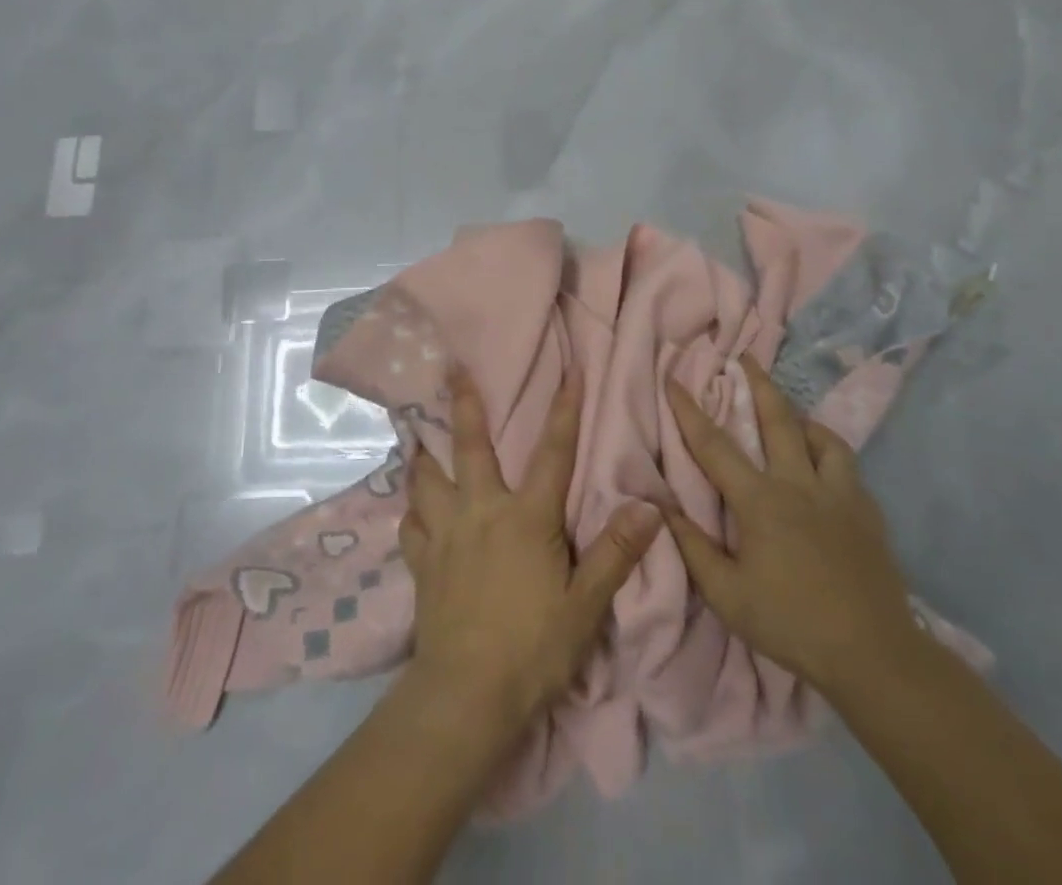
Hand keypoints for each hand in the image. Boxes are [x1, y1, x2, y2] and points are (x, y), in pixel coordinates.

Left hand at [399, 364, 662, 733]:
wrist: (467, 694)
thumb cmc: (533, 646)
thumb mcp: (586, 603)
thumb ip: (616, 552)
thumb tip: (650, 506)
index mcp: (526, 516)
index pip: (552, 453)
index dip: (564, 411)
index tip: (569, 372)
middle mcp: (481, 511)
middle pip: (469, 446)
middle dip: (463, 404)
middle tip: (450, 368)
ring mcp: (445, 534)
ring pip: (427, 480)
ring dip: (423, 454)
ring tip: (414, 435)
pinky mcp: (422, 563)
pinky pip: (411, 526)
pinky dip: (412, 512)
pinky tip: (413, 510)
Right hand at [663, 353, 921, 697]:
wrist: (875, 656)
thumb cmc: (792, 624)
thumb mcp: (727, 596)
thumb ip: (693, 548)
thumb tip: (663, 508)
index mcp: (760, 502)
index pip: (714, 446)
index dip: (689, 411)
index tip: (674, 379)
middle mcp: (798, 485)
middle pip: (776, 420)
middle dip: (757, 384)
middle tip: (745, 356)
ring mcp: (838, 495)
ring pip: (820, 437)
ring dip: (799, 417)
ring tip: (789, 413)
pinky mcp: (867, 512)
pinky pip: (846, 465)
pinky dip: (828, 451)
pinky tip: (823, 463)